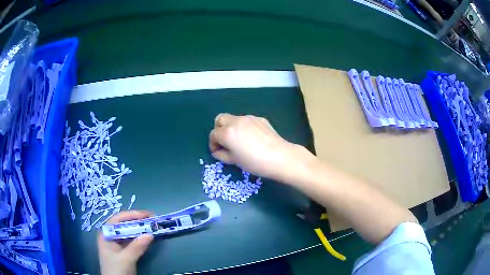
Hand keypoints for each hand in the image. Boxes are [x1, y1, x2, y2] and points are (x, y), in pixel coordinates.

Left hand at [98, 211, 153, 274]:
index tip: (145, 215)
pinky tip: (147, 237)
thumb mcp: (126, 259)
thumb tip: (150, 234)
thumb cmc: (116, 270)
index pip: (117, 219)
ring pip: (128, 232)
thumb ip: (137, 247)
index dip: (131, 215)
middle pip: (123, 224)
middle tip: (151, 219)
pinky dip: (140, 238)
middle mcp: (110, 236)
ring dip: (139, 229)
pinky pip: (132, 240)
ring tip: (151, 226)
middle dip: (136, 221)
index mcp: (106, 234)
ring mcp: (117, 244)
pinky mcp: (123, 251)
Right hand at [209, 114, 314, 183]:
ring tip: (239, 141)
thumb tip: (218, 151)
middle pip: (220, 119)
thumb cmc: (255, 162)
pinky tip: (252, 138)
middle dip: (219, 130)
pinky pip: (246, 120)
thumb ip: (222, 155)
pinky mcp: (260, 119)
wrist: (280, 157)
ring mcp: (249, 118)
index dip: (213, 144)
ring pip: (233, 118)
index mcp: (227, 133)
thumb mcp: (235, 161)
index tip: (218, 152)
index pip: (213, 134)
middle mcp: (236, 121)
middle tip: (225, 142)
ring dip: (231, 127)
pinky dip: (244, 127)